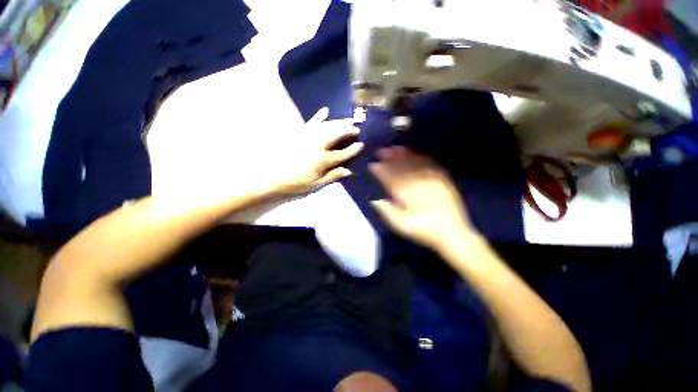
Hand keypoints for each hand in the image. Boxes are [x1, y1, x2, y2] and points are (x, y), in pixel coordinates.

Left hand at [271, 107, 363, 194]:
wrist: (272, 177)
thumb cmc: (296, 184)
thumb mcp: (316, 184)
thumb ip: (333, 176)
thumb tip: (349, 171)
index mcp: (322, 160)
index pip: (342, 153)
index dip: (353, 149)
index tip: (361, 144)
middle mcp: (317, 145)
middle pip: (336, 134)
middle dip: (348, 130)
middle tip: (357, 128)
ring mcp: (308, 137)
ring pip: (327, 126)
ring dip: (339, 122)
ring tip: (348, 119)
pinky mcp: (299, 133)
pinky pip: (311, 122)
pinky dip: (318, 116)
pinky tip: (325, 110)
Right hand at [369, 147, 477, 250]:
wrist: (453, 234)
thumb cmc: (424, 231)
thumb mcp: (402, 226)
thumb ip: (387, 211)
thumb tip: (374, 199)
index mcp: (408, 195)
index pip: (391, 179)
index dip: (381, 171)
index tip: (372, 165)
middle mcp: (419, 184)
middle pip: (402, 168)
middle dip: (390, 158)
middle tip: (381, 150)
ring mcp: (432, 181)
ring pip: (416, 164)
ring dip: (405, 155)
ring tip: (396, 148)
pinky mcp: (443, 181)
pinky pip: (432, 165)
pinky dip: (422, 158)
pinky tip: (417, 154)